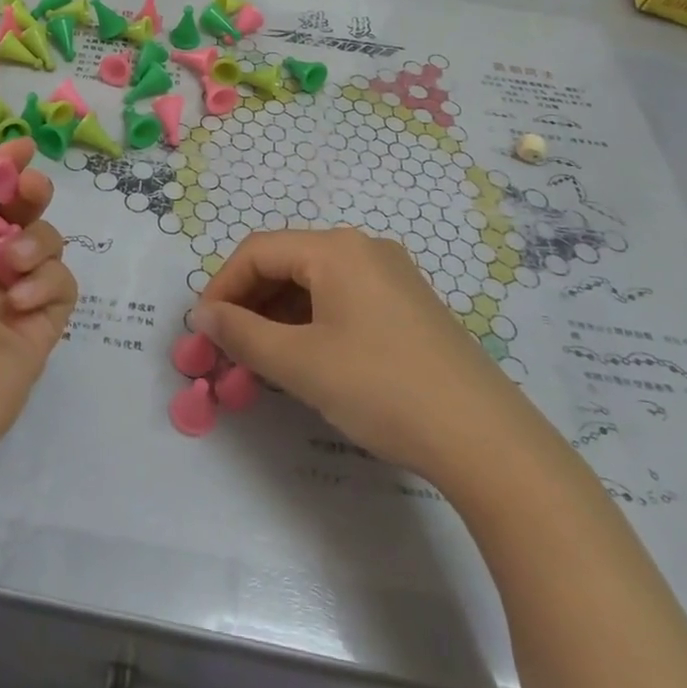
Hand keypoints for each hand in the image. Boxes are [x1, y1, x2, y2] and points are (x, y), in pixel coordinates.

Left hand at [0, 139, 77, 455]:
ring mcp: (6, 298)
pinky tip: (17, 298)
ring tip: (10, 263)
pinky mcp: (37, 329)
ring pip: (45, 244)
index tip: (24, 148)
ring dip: (35, 239)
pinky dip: (46, 281)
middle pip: (18, 213)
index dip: (1, 166)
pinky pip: (61, 286)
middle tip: (28, 191)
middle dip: (29, 192)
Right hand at [194, 228, 523, 480]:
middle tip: (227, 351)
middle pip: (286, 263)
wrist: (484, 438)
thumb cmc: (382, 388)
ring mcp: (391, 275)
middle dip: (249, 304)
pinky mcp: (408, 305)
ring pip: (314, 284)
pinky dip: (312, 323)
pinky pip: (343, 300)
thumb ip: (242, 334)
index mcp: (336, 249)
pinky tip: (305, 360)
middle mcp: (363, 248)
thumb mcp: (301, 363)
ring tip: (261, 362)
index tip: (202, 332)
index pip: (258, 251)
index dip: (221, 287)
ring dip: (278, 317)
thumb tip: (202, 315)